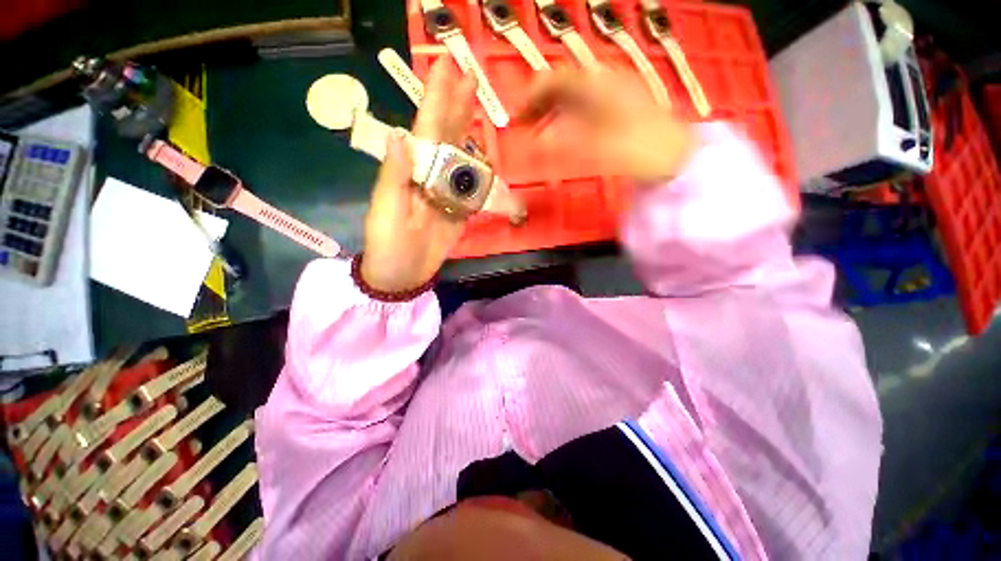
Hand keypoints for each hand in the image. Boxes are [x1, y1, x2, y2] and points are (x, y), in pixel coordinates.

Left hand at [361, 57, 477, 293]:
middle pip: (446, 136)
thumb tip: (400, 134)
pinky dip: (481, 171)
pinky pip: (473, 186)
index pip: (426, 128)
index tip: (448, 65)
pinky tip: (486, 155)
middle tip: (471, 75)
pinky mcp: (460, 210)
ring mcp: (447, 192)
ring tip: (479, 105)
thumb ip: (395, 176)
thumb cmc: (389, 245)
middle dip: (457, 105)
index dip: (437, 97)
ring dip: (470, 132)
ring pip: (462, 157)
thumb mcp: (387, 211)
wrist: (403, 274)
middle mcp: (430, 175)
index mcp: (411, 170)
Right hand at [517, 68, 695, 182]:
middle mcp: (602, 82)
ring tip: (537, 131)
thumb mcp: (597, 148)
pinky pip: (582, 104)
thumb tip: (536, 141)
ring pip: (571, 95)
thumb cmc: (637, 151)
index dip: (530, 99)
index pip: (552, 81)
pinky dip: (566, 116)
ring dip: (550, 111)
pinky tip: (562, 131)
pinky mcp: (617, 107)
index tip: (516, 120)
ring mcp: (612, 93)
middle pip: (560, 85)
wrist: (676, 156)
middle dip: (537, 105)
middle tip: (523, 127)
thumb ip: (563, 142)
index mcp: (596, 85)